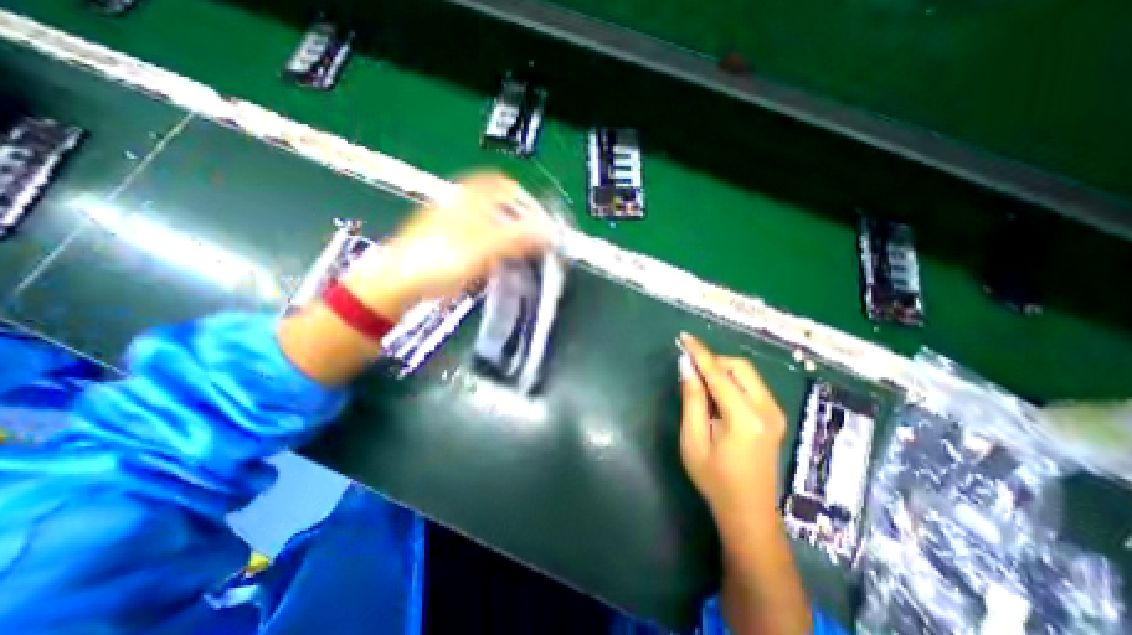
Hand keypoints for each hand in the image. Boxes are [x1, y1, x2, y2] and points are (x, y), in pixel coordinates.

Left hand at [346, 172, 554, 316]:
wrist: (399, 283)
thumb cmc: (440, 262)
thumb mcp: (485, 249)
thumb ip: (518, 238)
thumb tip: (548, 231)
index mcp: (468, 199)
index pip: (504, 185)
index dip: (525, 199)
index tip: (538, 220)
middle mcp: (459, 205)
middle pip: (497, 205)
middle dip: (517, 221)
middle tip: (530, 241)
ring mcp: (450, 223)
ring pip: (487, 222)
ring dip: (505, 235)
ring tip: (516, 254)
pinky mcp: (446, 242)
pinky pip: (476, 238)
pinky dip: (490, 247)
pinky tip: (492, 263)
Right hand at [674, 332, 784, 530]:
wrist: (749, 513)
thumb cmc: (714, 479)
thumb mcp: (694, 439)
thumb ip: (692, 398)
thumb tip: (685, 365)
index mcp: (745, 417)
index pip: (718, 373)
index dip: (699, 353)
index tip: (684, 337)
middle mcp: (767, 409)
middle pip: (739, 367)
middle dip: (714, 362)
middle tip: (692, 372)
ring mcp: (775, 413)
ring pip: (747, 374)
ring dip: (723, 371)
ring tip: (702, 386)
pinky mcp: (775, 416)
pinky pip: (751, 386)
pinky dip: (732, 382)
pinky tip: (717, 397)